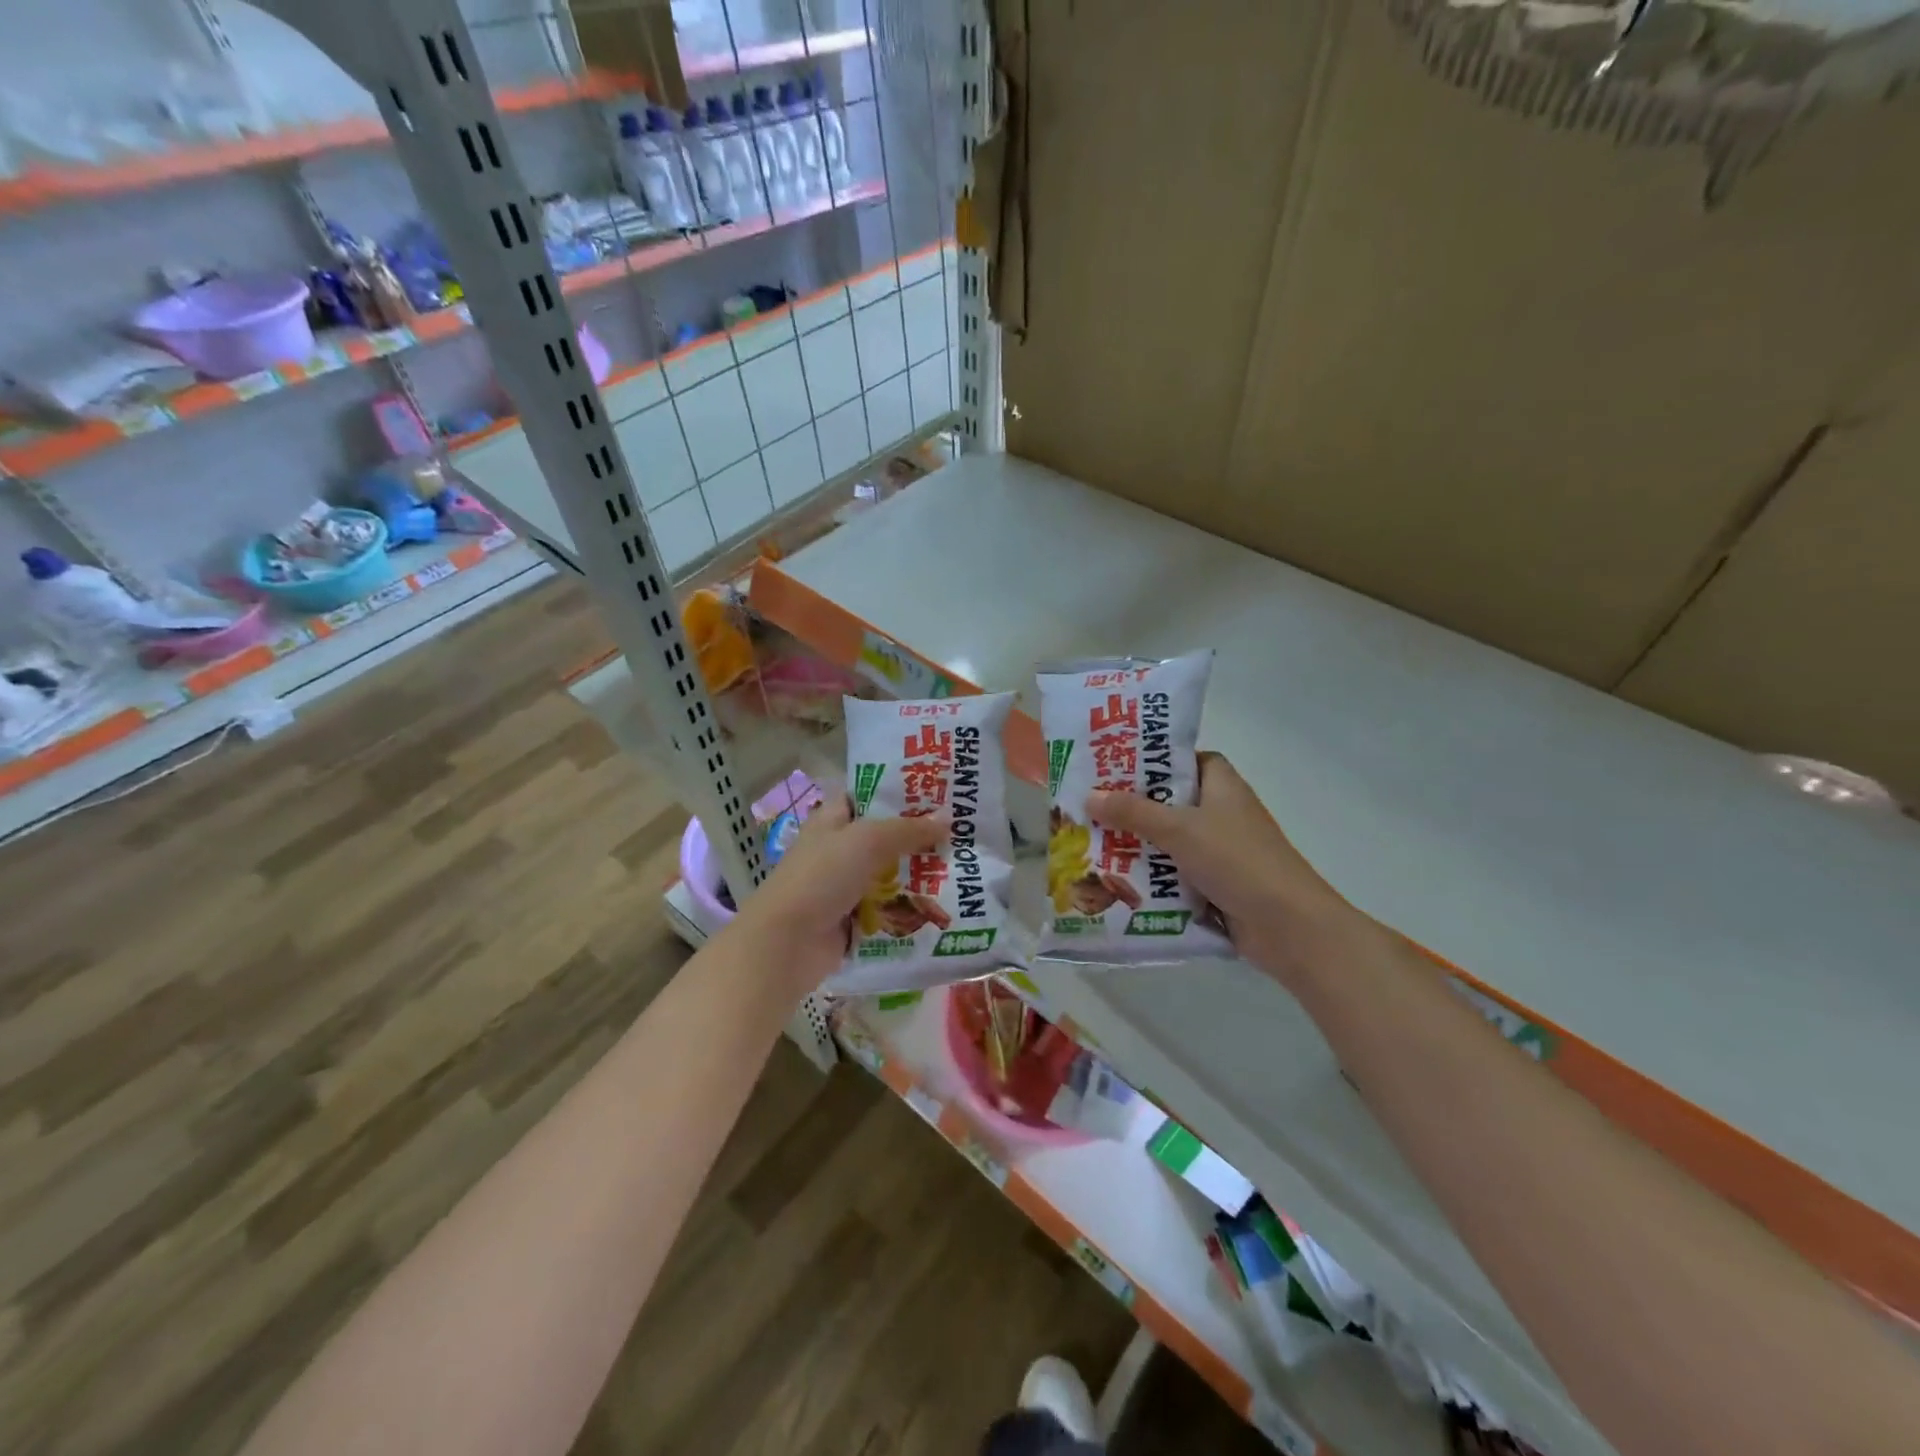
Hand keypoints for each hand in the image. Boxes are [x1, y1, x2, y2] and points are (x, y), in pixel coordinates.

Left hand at [728, 795, 944, 997]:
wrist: (787, 944)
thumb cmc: (822, 877)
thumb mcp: (867, 841)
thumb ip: (908, 829)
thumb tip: (948, 819)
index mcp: (833, 820)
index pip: (868, 794)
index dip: (900, 791)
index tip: (939, 792)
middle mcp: (839, 849)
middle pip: (886, 836)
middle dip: (920, 836)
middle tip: (964, 832)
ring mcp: (846, 886)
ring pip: (891, 874)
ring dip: (920, 874)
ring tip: (964, 868)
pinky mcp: (853, 919)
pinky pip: (889, 908)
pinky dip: (910, 907)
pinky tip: (945, 904)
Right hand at [1088, 753, 1372, 991]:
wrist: (1287, 926)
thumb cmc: (1237, 860)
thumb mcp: (1179, 829)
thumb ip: (1133, 811)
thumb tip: (1089, 796)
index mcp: (1222, 786)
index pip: (1186, 760)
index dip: (1154, 760)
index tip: (1116, 766)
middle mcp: (1221, 813)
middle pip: (1171, 802)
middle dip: (1133, 806)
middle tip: (1089, 806)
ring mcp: (1220, 851)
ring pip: (1170, 840)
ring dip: (1138, 845)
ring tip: (1091, 842)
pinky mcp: (1215, 884)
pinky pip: (1175, 873)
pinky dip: (1152, 876)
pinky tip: (1116, 879)